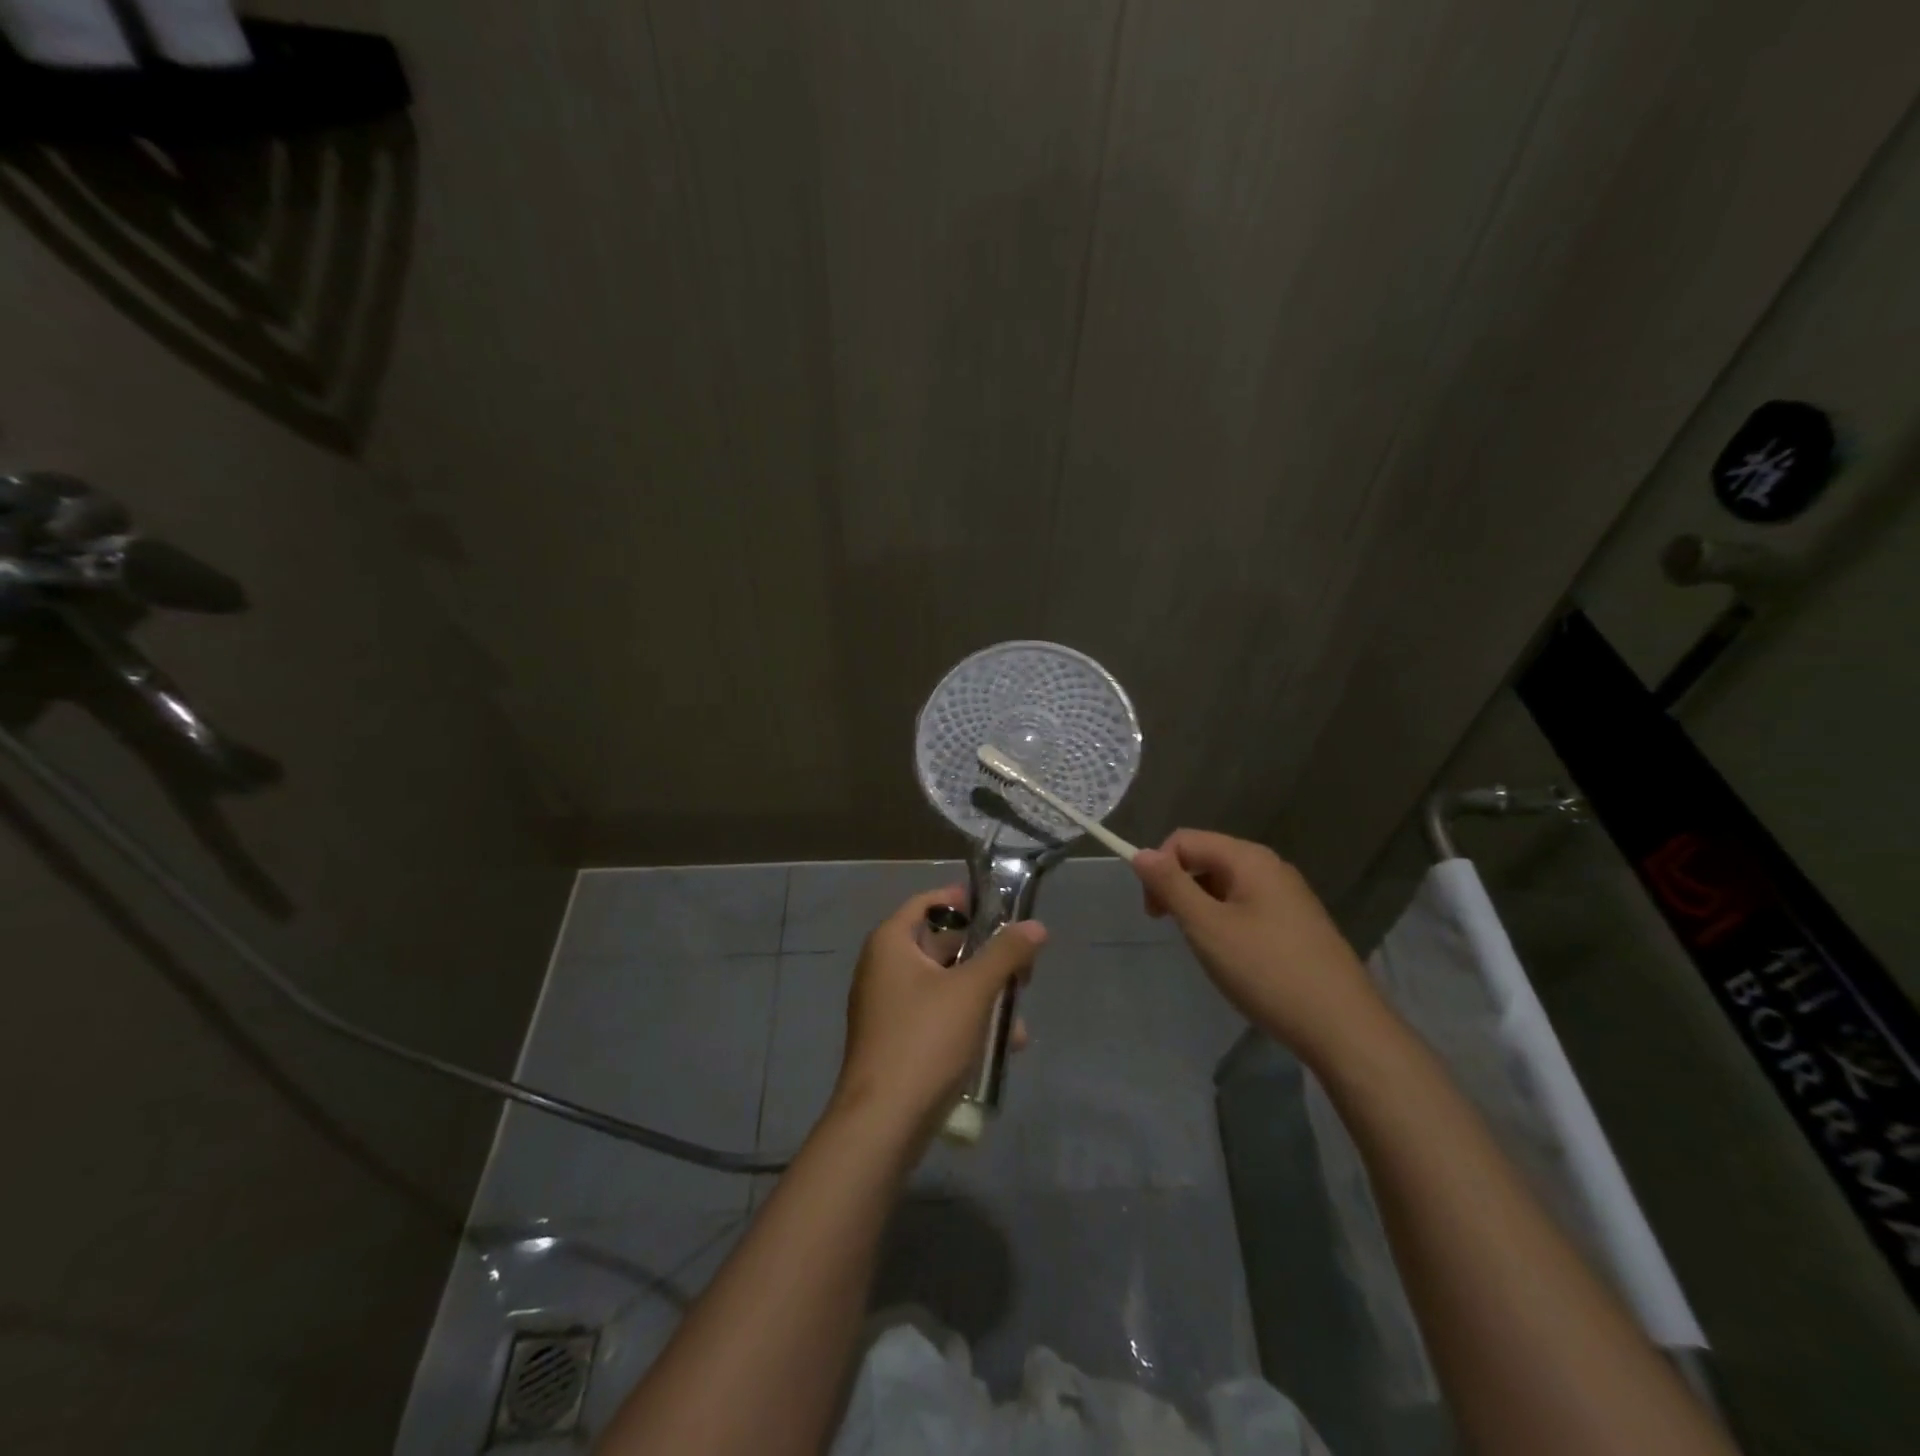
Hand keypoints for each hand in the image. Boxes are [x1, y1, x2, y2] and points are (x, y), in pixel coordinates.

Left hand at [831, 887, 1046, 1141]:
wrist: (883, 1123)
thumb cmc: (924, 1040)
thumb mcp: (972, 990)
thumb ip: (1005, 954)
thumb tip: (1036, 926)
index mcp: (891, 943)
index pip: (927, 902)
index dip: (962, 899)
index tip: (1000, 905)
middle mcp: (884, 968)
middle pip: (940, 943)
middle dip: (984, 953)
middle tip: (1022, 961)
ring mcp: (890, 1007)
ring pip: (945, 984)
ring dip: (983, 992)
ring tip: (1019, 1010)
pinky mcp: (900, 1041)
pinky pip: (939, 1016)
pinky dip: (969, 1020)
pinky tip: (1005, 1043)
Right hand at [1132, 829, 1383, 1065]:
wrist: (1343, 1027)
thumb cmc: (1267, 971)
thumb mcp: (1207, 927)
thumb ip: (1171, 886)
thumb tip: (1141, 853)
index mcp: (1249, 858)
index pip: (1185, 840)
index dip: (1159, 868)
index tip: (1154, 914)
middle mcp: (1270, 867)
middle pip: (1206, 858)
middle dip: (1179, 887)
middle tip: (1174, 931)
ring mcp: (1289, 895)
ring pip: (1226, 885)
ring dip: (1202, 907)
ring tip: (1206, 949)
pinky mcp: (1298, 923)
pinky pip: (1247, 906)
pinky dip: (1227, 922)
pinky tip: (1235, 958)